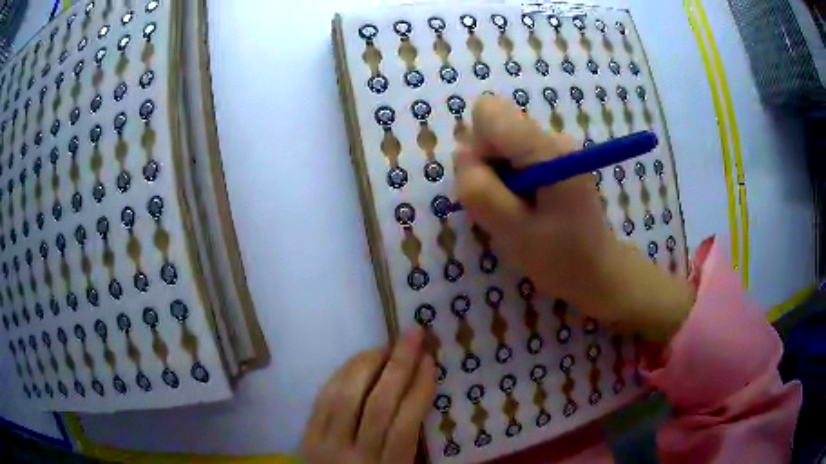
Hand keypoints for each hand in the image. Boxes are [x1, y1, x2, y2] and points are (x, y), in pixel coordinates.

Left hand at [301, 329, 434, 463]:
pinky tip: (359, 360)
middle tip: (414, 335)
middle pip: (379, 404)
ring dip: (369, 363)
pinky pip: (324, 397)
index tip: (430, 361)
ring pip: (347, 395)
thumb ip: (411, 441)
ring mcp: (326, 443)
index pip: (406, 424)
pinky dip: (343, 374)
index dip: (419, 389)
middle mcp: (357, 455)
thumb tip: (419, 390)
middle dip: (399, 365)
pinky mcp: (307, 435)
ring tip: (387, 346)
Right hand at [455, 95, 694, 342]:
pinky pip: (514, 155)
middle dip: (487, 163)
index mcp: (547, 150)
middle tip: (503, 204)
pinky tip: (525, 206)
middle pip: (495, 126)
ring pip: (502, 142)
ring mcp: (555, 147)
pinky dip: (509, 179)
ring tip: (516, 210)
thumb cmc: (559, 257)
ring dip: (497, 175)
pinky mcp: (554, 158)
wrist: (597, 270)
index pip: (489, 112)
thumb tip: (463, 154)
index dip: (477, 144)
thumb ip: (480, 190)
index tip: (490, 182)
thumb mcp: (512, 230)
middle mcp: (553, 138)